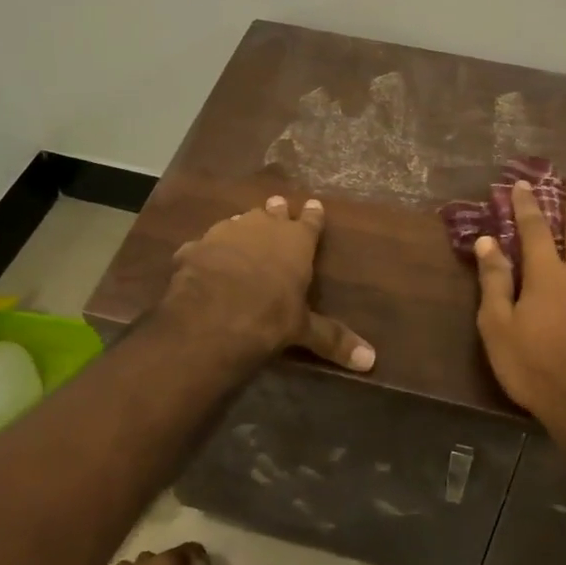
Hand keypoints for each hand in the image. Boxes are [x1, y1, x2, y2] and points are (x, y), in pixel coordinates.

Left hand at [161, 195, 374, 372]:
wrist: (211, 317)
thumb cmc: (270, 317)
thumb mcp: (303, 330)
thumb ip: (333, 339)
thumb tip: (370, 360)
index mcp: (296, 241)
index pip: (311, 222)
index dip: (313, 215)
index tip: (315, 204)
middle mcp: (263, 228)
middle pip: (273, 212)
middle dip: (276, 211)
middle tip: (277, 206)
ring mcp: (225, 233)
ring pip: (238, 222)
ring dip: (242, 227)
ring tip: (243, 230)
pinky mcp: (195, 247)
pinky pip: (203, 245)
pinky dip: (206, 251)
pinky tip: (201, 259)